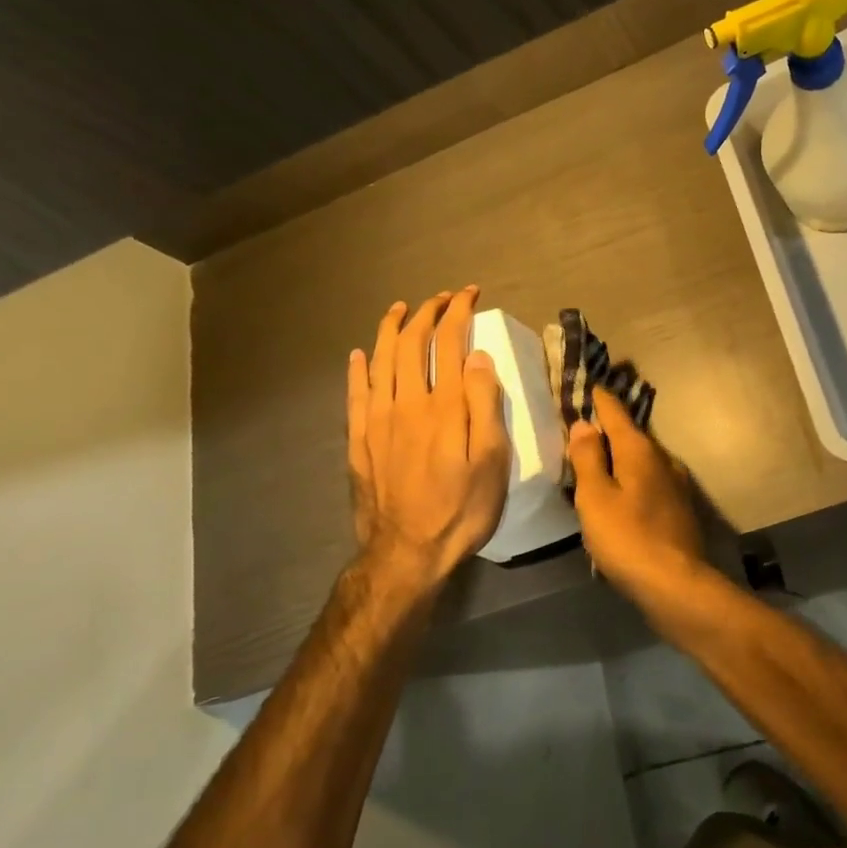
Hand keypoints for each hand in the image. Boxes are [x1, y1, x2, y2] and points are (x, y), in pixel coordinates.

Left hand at [347, 287, 510, 598]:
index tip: (469, 294)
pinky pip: (354, 394)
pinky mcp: (359, 441)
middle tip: (441, 298)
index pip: (448, 343)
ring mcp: (376, 421)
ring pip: (379, 361)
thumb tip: (476, 356)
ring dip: (390, 330)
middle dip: (426, 314)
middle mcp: (405, 403)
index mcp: (443, 406)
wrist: (406, 553)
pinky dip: (358, 369)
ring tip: (399, 309)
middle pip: (411, 345)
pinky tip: (359, 355)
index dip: (458, 313)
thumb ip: (484, 404)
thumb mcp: (491, 460)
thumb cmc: (461, 508)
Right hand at [565, 388, 709, 612]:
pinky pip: (650, 481)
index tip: (588, 385)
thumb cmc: (628, 538)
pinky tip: (622, 493)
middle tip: (584, 425)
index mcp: (639, 450)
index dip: (599, 399)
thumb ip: (588, 459)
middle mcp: (662, 459)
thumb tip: (585, 424)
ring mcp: (676, 483)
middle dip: (609, 428)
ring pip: (642, 459)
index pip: (616, 412)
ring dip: (621, 456)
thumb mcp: (595, 497)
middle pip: (631, 434)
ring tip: (598, 460)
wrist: (676, 584)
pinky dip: (632, 478)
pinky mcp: (680, 507)